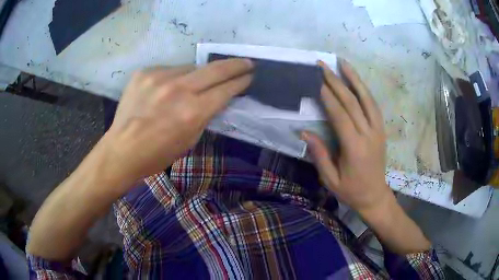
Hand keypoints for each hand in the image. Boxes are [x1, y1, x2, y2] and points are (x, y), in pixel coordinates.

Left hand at [104, 59, 252, 185]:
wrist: (122, 149)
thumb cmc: (158, 154)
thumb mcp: (190, 140)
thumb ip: (205, 115)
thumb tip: (215, 97)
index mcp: (193, 112)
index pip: (226, 89)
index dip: (241, 82)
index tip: (249, 76)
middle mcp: (178, 90)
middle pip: (215, 69)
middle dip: (235, 65)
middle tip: (246, 62)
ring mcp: (159, 77)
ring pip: (190, 68)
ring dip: (198, 75)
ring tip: (193, 85)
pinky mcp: (145, 73)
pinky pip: (169, 70)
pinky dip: (174, 78)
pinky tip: (166, 89)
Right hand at [301, 60, 390, 217]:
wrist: (375, 196)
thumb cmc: (351, 191)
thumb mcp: (330, 179)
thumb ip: (319, 154)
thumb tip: (304, 132)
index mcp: (354, 147)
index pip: (340, 115)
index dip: (328, 96)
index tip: (316, 80)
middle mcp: (368, 134)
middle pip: (352, 102)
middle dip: (336, 81)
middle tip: (323, 65)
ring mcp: (378, 130)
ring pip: (367, 99)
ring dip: (354, 79)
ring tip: (343, 63)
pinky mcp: (381, 130)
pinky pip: (373, 105)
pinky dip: (364, 90)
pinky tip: (357, 81)